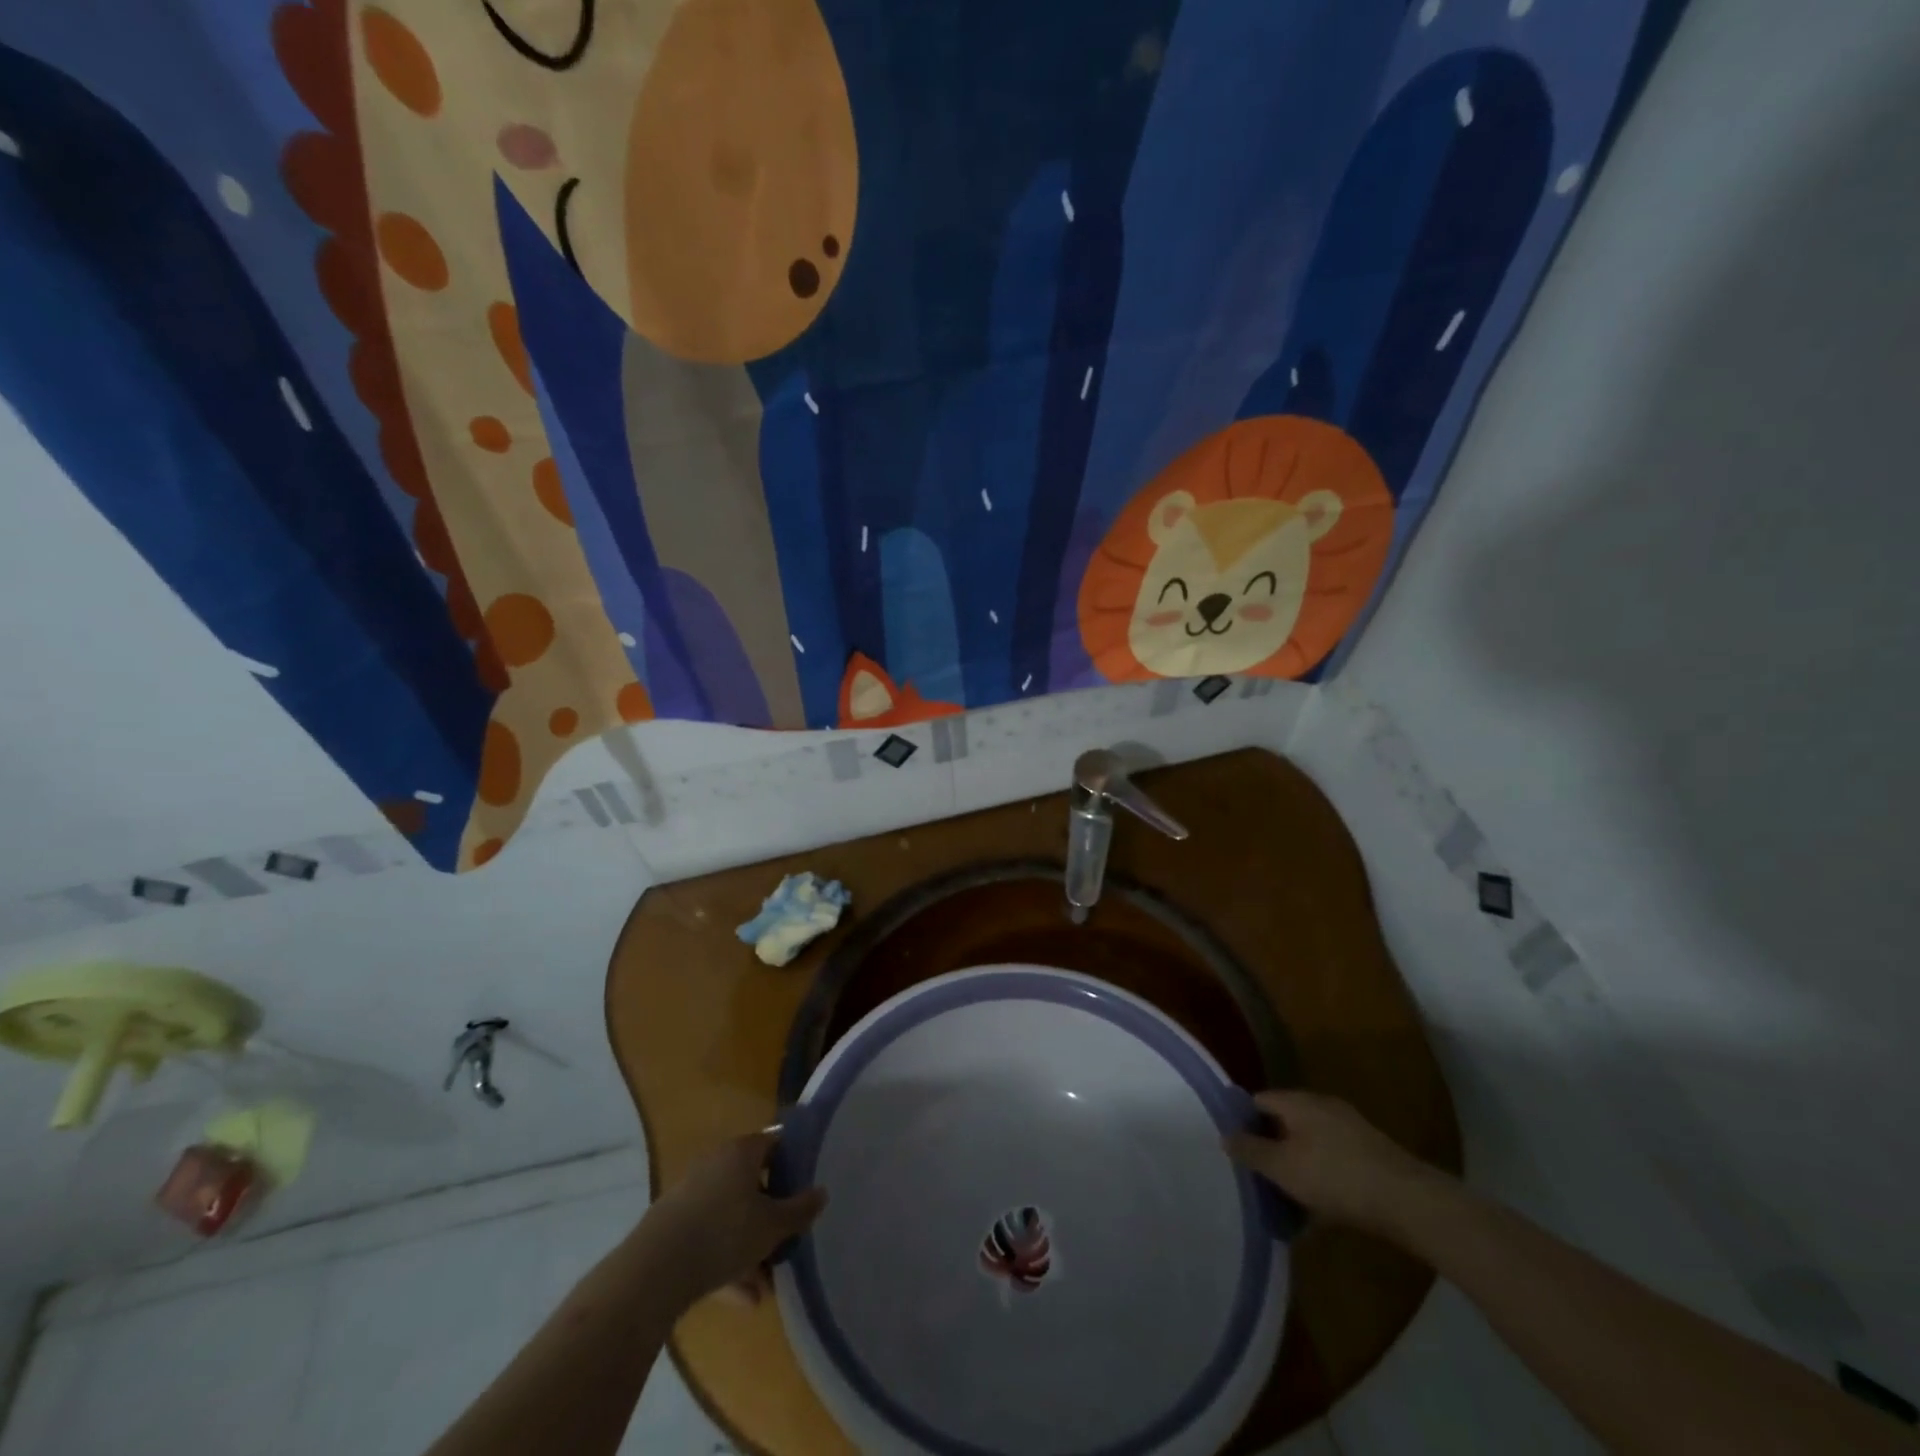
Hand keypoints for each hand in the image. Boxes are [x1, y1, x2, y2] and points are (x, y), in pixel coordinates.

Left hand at [637, 1130, 827, 1308]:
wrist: (654, 1270)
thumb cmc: (724, 1233)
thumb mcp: (772, 1226)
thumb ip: (800, 1210)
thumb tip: (822, 1192)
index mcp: (741, 1152)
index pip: (775, 1144)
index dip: (794, 1163)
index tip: (807, 1188)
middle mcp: (716, 1164)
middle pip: (752, 1184)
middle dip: (770, 1215)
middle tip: (787, 1240)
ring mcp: (691, 1195)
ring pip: (730, 1217)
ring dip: (750, 1248)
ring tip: (766, 1286)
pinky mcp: (673, 1227)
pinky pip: (709, 1238)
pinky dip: (726, 1263)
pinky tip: (743, 1300)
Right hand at [1224, 1090, 1438, 1235]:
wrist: (1408, 1200)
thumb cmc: (1336, 1177)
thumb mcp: (1283, 1168)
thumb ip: (1251, 1151)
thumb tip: (1225, 1135)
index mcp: (1298, 1102)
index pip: (1258, 1101)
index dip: (1243, 1122)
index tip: (1236, 1150)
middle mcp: (1322, 1106)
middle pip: (1285, 1122)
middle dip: (1271, 1147)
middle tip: (1259, 1177)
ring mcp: (1349, 1128)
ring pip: (1310, 1142)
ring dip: (1297, 1165)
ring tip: (1287, 1198)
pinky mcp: (1369, 1152)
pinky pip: (1332, 1158)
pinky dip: (1321, 1175)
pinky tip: (1321, 1207)